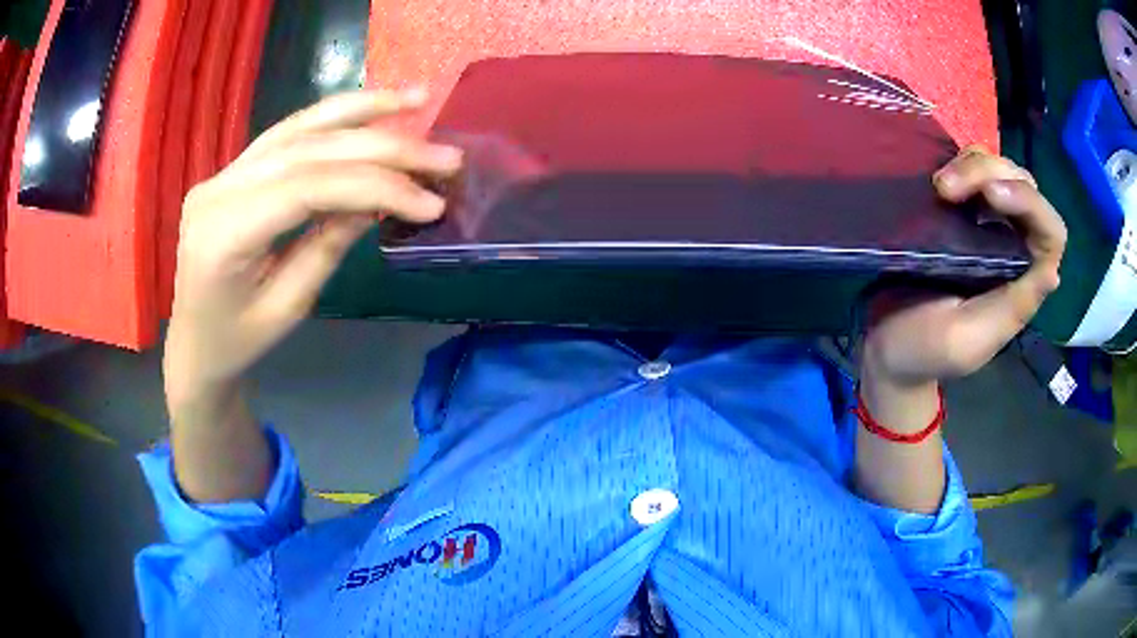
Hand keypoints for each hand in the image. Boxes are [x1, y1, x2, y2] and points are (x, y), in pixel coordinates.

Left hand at [164, 88, 462, 410]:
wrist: (194, 344)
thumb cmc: (237, 342)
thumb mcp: (288, 307)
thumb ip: (329, 245)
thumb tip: (380, 200)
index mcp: (223, 236)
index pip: (308, 187)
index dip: (375, 184)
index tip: (431, 200)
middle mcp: (218, 190)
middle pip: (309, 149)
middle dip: (382, 147)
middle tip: (444, 156)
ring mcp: (222, 173)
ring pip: (299, 127)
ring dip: (362, 110)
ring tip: (415, 100)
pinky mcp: (232, 170)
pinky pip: (287, 134)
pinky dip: (333, 117)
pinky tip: (368, 110)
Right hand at [861, 146, 1066, 390]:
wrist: (886, 342)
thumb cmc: (925, 349)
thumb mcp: (968, 341)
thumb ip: (1011, 309)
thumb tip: (1052, 271)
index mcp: (1023, 283)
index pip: (1051, 233)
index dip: (1029, 203)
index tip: (989, 196)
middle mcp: (1015, 248)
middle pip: (1026, 187)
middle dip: (991, 174)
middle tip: (944, 188)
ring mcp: (990, 225)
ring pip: (1001, 170)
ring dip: (973, 165)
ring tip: (938, 186)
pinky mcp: (964, 212)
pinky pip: (975, 170)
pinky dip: (960, 162)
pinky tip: (937, 180)